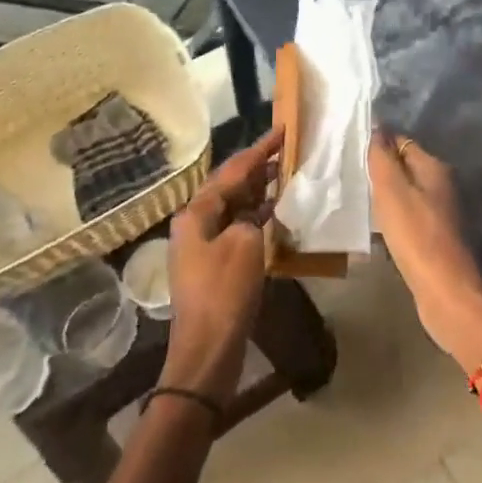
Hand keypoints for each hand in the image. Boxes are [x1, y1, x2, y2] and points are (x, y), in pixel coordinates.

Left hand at [161, 127, 282, 404]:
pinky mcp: (213, 264)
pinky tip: (276, 210)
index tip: (283, 130)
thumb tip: (255, 213)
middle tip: (287, 148)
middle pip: (229, 185)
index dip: (259, 149)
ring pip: (233, 205)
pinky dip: (256, 215)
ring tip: (286, 172)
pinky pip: (236, 226)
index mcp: (196, 213)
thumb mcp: (245, 245)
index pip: (232, 170)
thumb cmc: (224, 293)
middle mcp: (194, 223)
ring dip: (258, 189)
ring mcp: (202, 244)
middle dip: (257, 166)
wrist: (207, 352)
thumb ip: (252, 217)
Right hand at [368, 128, 481, 376]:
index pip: (402, 142)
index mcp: (435, 168)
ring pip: (410, 194)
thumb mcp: (392, 192)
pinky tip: (381, 229)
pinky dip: (396, 219)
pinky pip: (412, 218)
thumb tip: (377, 127)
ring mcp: (444, 213)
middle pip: (407, 167)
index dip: (379, 144)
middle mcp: (444, 185)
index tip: (353, 151)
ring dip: (389, 197)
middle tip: (353, 177)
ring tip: (362, 201)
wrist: (447, 293)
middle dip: (383, 170)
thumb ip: (382, 159)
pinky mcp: (439, 238)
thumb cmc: (417, 237)